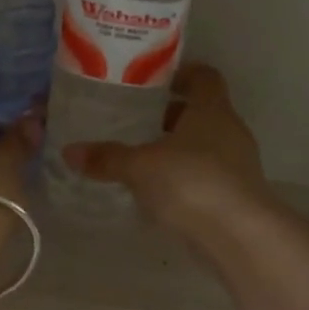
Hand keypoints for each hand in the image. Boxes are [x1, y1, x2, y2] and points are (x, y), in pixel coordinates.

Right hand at [63, 64, 269, 233]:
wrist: (238, 236)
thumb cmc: (191, 183)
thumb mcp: (140, 167)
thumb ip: (106, 157)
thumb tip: (69, 151)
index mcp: (212, 110)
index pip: (204, 77)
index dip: (182, 73)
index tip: (153, 79)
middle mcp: (229, 131)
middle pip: (200, 113)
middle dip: (169, 115)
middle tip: (133, 120)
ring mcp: (236, 165)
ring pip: (202, 146)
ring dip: (175, 149)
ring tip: (139, 157)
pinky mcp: (234, 196)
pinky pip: (204, 176)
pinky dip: (182, 177)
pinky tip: (155, 191)